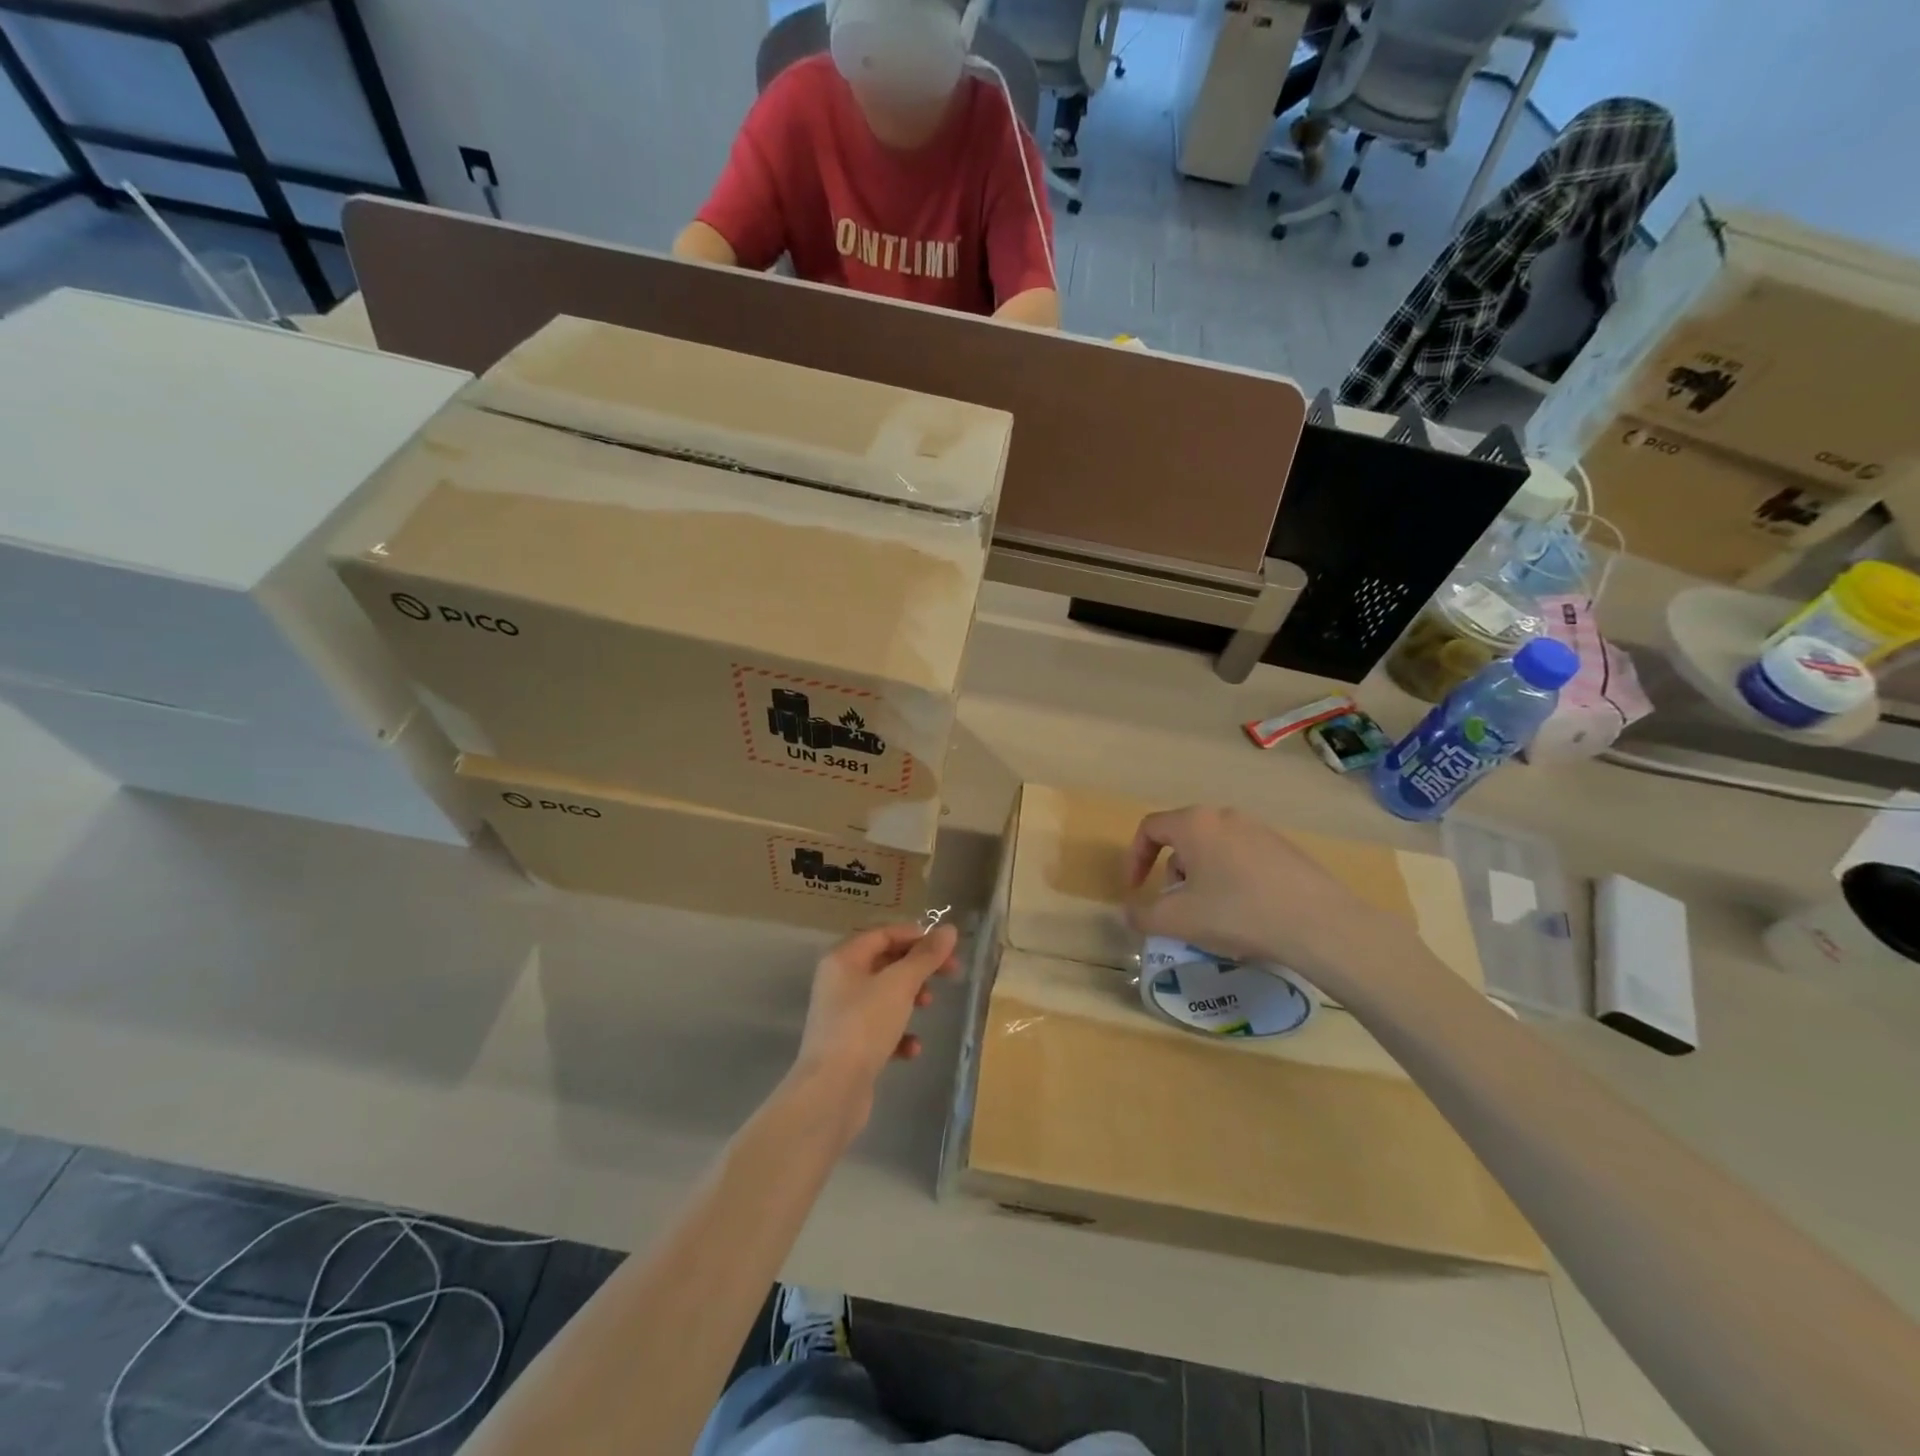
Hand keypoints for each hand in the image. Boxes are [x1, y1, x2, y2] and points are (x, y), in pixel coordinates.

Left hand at [791, 923, 960, 1136]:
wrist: (832, 1091)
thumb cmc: (864, 1025)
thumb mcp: (900, 984)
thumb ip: (925, 956)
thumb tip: (949, 929)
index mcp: (843, 959)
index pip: (883, 934)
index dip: (915, 936)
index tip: (946, 946)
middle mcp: (838, 982)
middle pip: (885, 963)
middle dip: (918, 967)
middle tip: (951, 973)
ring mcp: (842, 1016)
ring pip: (884, 996)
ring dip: (910, 998)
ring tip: (929, 1006)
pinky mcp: (849, 1046)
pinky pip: (880, 1030)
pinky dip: (899, 1034)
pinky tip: (913, 1049)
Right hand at [1125, 806, 1399, 978]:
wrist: (1319, 924)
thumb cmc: (1237, 913)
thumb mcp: (1178, 921)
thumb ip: (1142, 916)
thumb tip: (1126, 913)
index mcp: (1194, 824)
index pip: (1150, 828)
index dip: (1135, 858)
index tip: (1135, 890)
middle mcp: (1225, 817)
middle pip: (1183, 837)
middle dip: (1171, 871)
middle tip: (1175, 905)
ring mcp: (1260, 830)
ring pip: (1214, 848)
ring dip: (1201, 876)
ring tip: (1211, 914)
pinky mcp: (1286, 848)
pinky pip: (1243, 857)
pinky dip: (1231, 879)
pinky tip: (1246, 914)